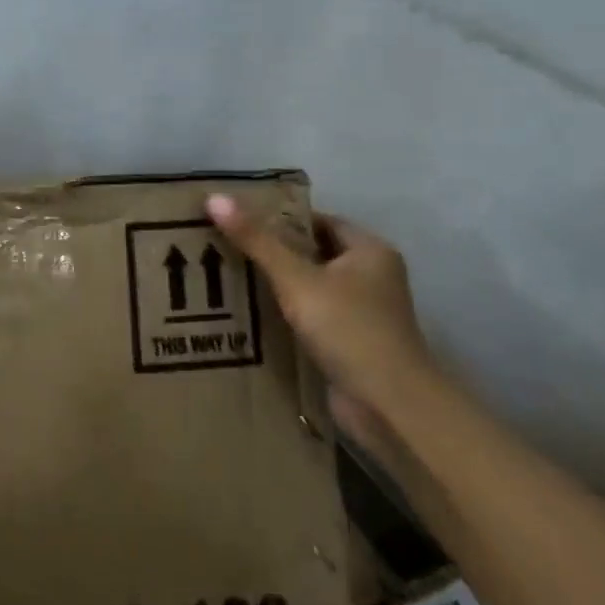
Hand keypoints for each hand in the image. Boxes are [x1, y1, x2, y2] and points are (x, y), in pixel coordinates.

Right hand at [205, 195, 436, 436]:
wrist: (389, 406)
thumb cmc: (349, 329)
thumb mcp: (297, 279)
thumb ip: (257, 241)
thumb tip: (215, 198)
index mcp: (370, 251)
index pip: (320, 221)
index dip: (282, 219)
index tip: (241, 221)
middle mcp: (372, 277)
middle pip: (314, 253)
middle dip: (275, 253)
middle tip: (227, 248)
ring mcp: (364, 313)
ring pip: (312, 288)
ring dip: (279, 287)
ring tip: (231, 279)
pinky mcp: (352, 344)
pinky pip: (313, 318)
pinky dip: (288, 316)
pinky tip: (252, 317)